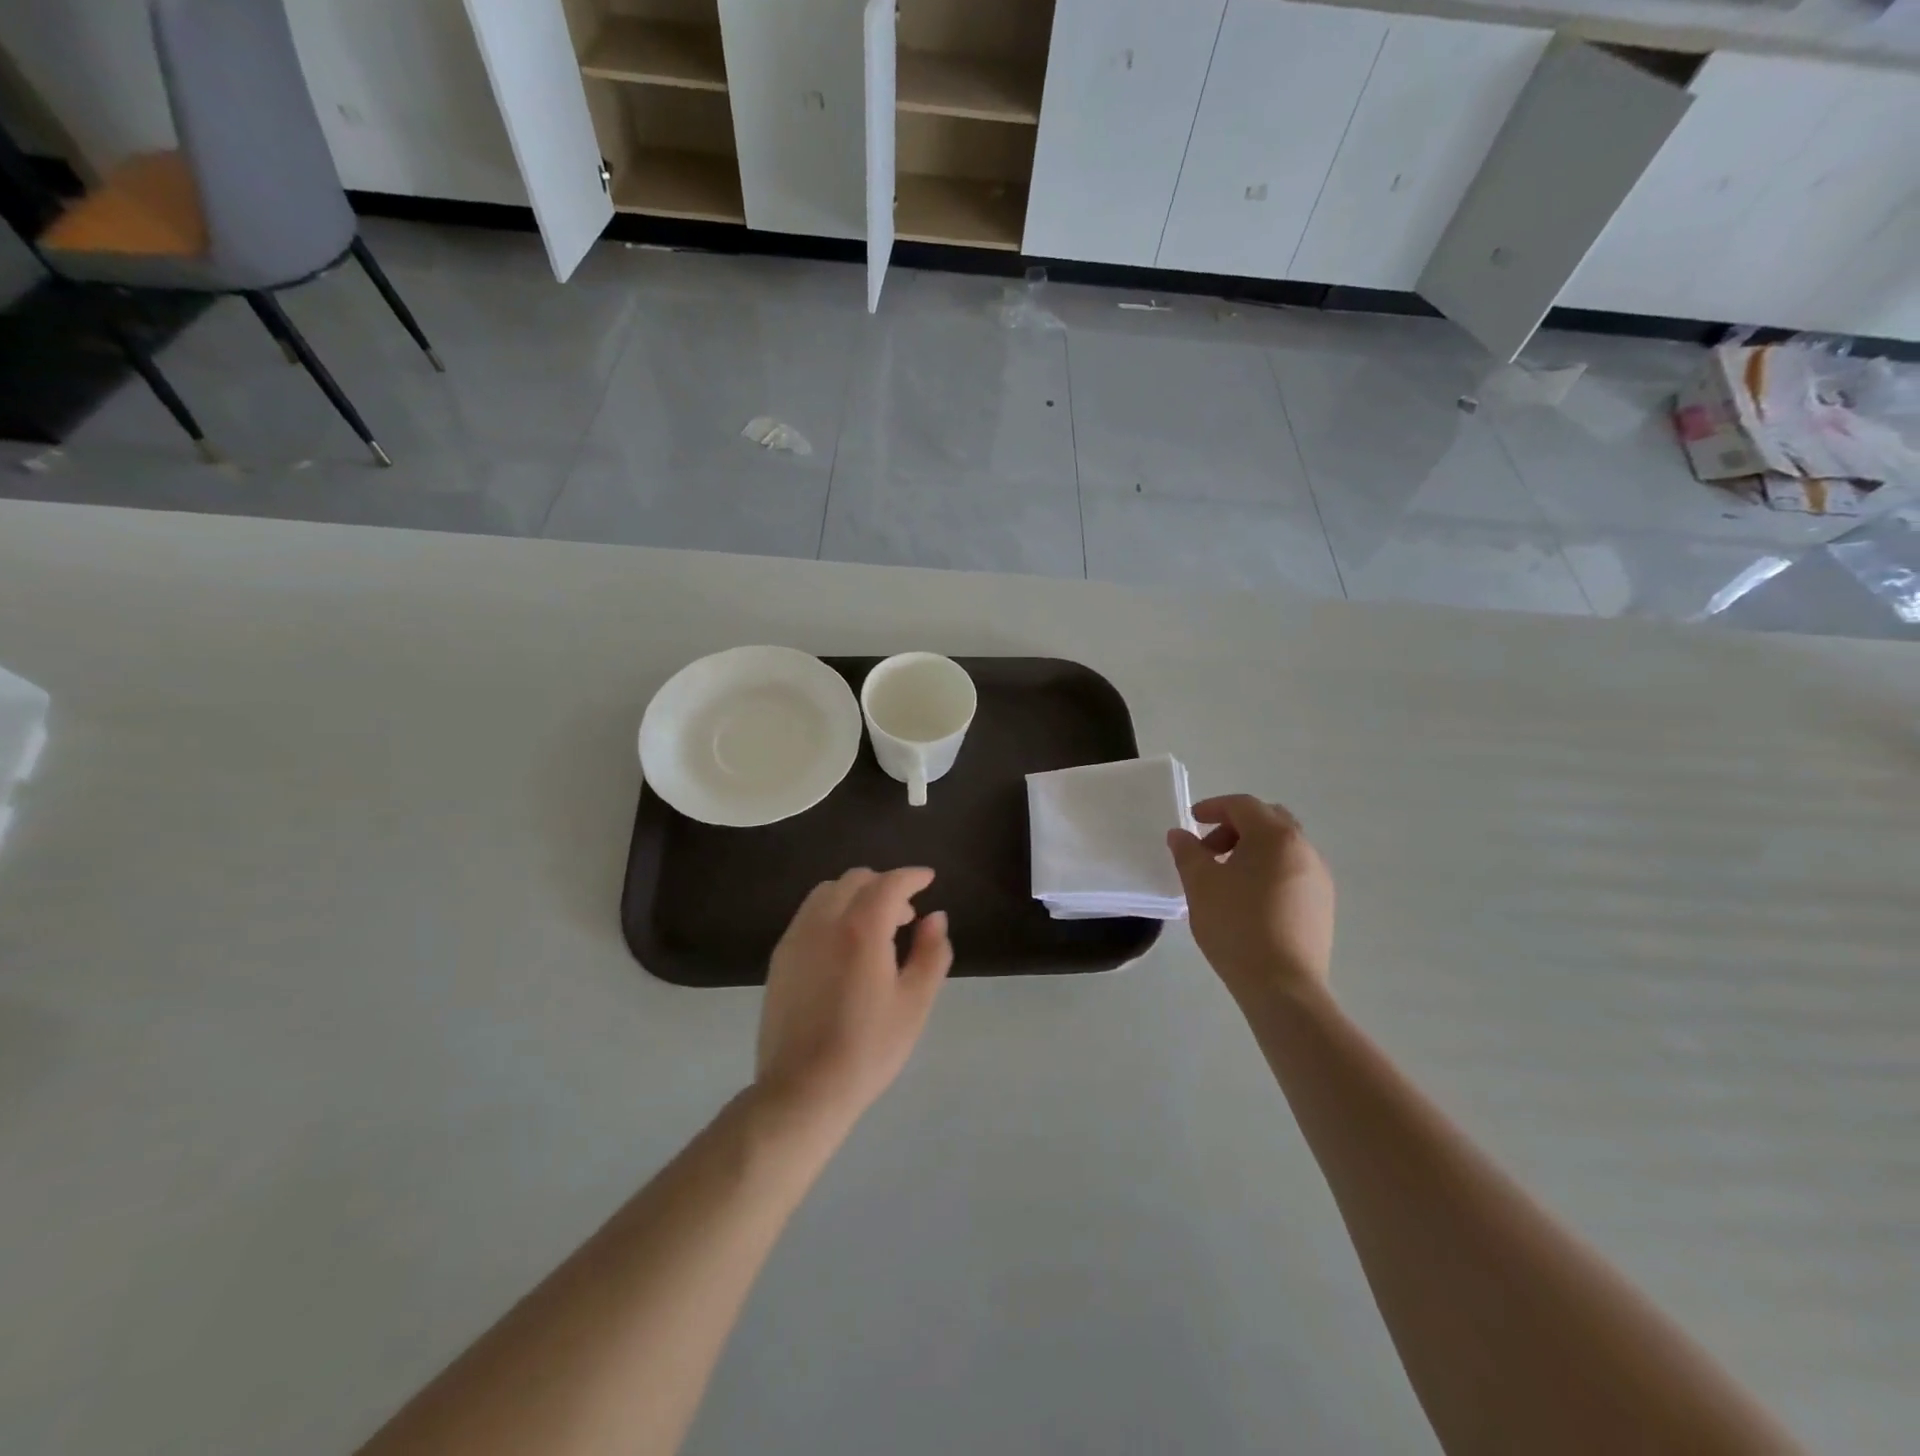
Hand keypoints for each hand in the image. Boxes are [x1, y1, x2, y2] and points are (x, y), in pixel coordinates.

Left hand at [755, 867, 952, 1130]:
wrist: (803, 1089)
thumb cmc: (868, 1047)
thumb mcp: (915, 1002)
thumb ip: (931, 952)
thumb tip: (935, 918)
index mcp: (861, 928)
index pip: (889, 883)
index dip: (911, 876)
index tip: (928, 879)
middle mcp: (824, 922)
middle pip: (855, 881)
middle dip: (884, 885)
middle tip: (906, 915)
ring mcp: (796, 938)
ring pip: (827, 893)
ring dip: (855, 896)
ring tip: (874, 929)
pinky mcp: (780, 958)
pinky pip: (808, 915)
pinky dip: (832, 912)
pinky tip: (844, 947)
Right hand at [1167, 795, 1334, 1002]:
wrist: (1283, 986)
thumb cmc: (1236, 926)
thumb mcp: (1200, 885)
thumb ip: (1187, 852)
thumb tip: (1180, 835)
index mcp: (1275, 837)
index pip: (1243, 805)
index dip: (1214, 807)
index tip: (1192, 821)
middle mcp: (1304, 849)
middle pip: (1268, 820)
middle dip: (1236, 827)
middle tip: (1209, 849)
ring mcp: (1319, 878)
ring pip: (1283, 847)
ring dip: (1253, 849)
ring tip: (1227, 877)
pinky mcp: (1323, 904)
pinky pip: (1294, 871)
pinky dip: (1269, 870)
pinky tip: (1250, 899)